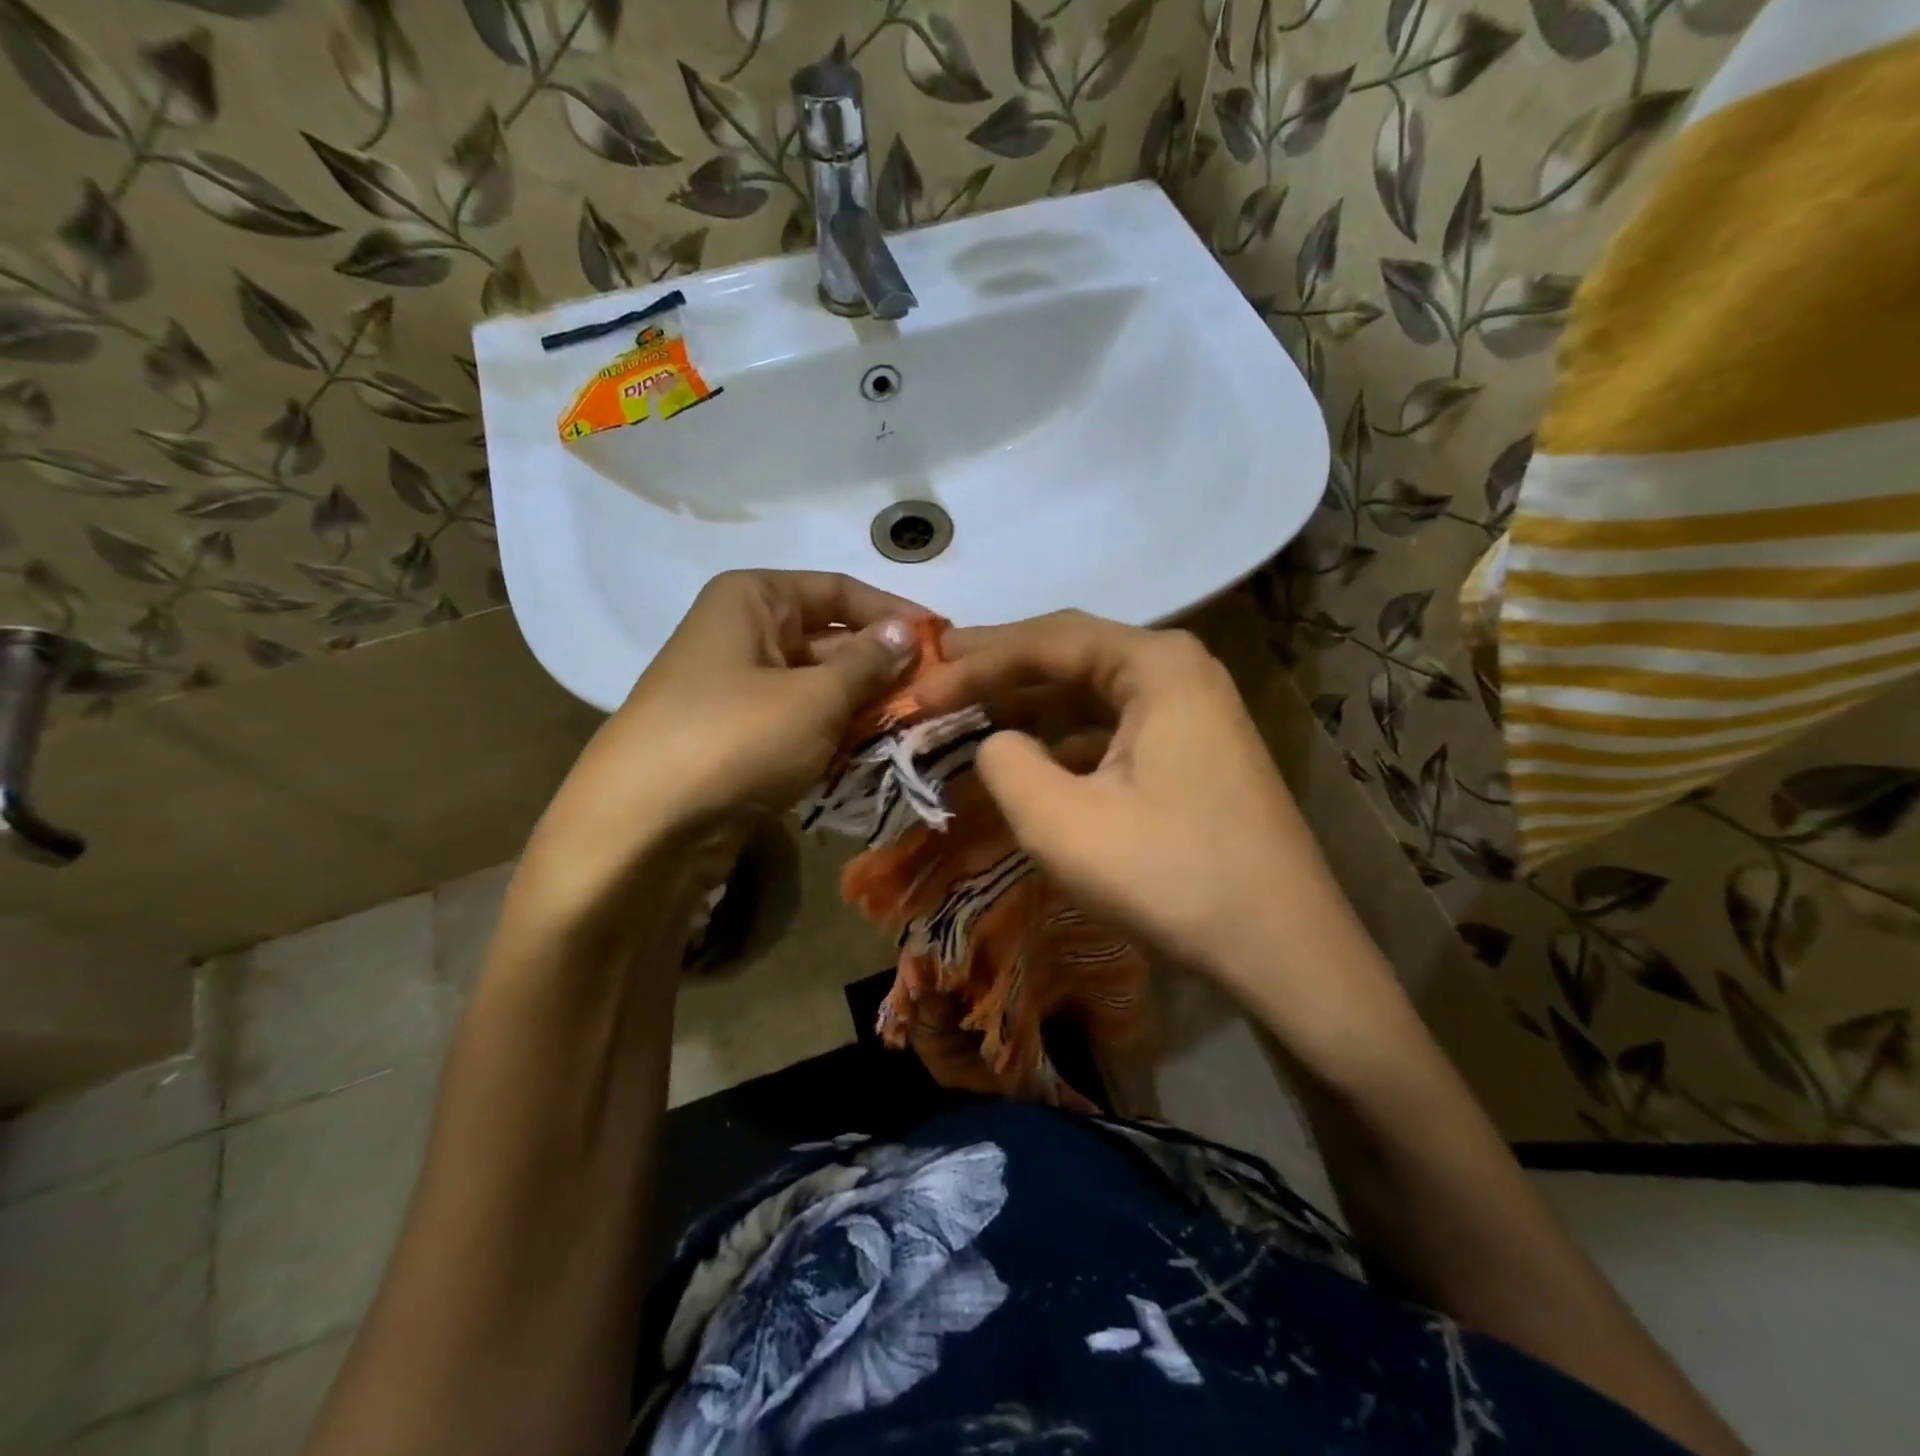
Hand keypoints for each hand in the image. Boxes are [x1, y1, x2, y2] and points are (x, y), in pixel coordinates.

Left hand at [518, 570, 920, 927]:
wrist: (644, 826)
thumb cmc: (736, 737)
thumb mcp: (816, 696)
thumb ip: (869, 663)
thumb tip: (908, 633)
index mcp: (752, 599)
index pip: (839, 591)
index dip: (892, 614)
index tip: (942, 640)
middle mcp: (741, 633)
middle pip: (828, 639)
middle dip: (880, 668)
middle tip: (936, 694)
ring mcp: (735, 688)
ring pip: (816, 687)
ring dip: (861, 707)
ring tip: (913, 727)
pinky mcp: (735, 737)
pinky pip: (797, 723)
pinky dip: (832, 736)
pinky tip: (869, 754)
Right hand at [913, 610, 1351, 995]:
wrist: (1285, 952)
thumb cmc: (1172, 876)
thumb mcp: (1063, 822)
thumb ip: (1005, 764)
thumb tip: (995, 743)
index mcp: (1156, 664)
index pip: (1047, 641)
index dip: (974, 663)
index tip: (919, 690)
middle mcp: (1179, 671)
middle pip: (1070, 656)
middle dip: (998, 673)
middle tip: (934, 680)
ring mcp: (1192, 713)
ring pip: (1090, 695)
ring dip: (1028, 708)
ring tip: (967, 718)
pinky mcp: (1193, 754)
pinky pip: (1112, 730)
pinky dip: (1063, 742)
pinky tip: (1027, 761)